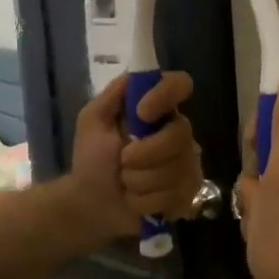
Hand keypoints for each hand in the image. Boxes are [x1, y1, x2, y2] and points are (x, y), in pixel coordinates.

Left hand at [68, 72, 204, 239]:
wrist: (90, 203)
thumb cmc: (92, 158)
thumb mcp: (92, 121)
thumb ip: (112, 96)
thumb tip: (135, 75)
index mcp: (158, 110)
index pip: (180, 84)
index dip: (165, 95)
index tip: (141, 113)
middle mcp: (179, 133)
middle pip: (180, 135)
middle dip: (145, 153)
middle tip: (122, 161)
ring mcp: (187, 165)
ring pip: (175, 170)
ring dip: (139, 180)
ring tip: (125, 183)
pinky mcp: (188, 195)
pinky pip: (173, 196)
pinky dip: (145, 201)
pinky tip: (135, 200)